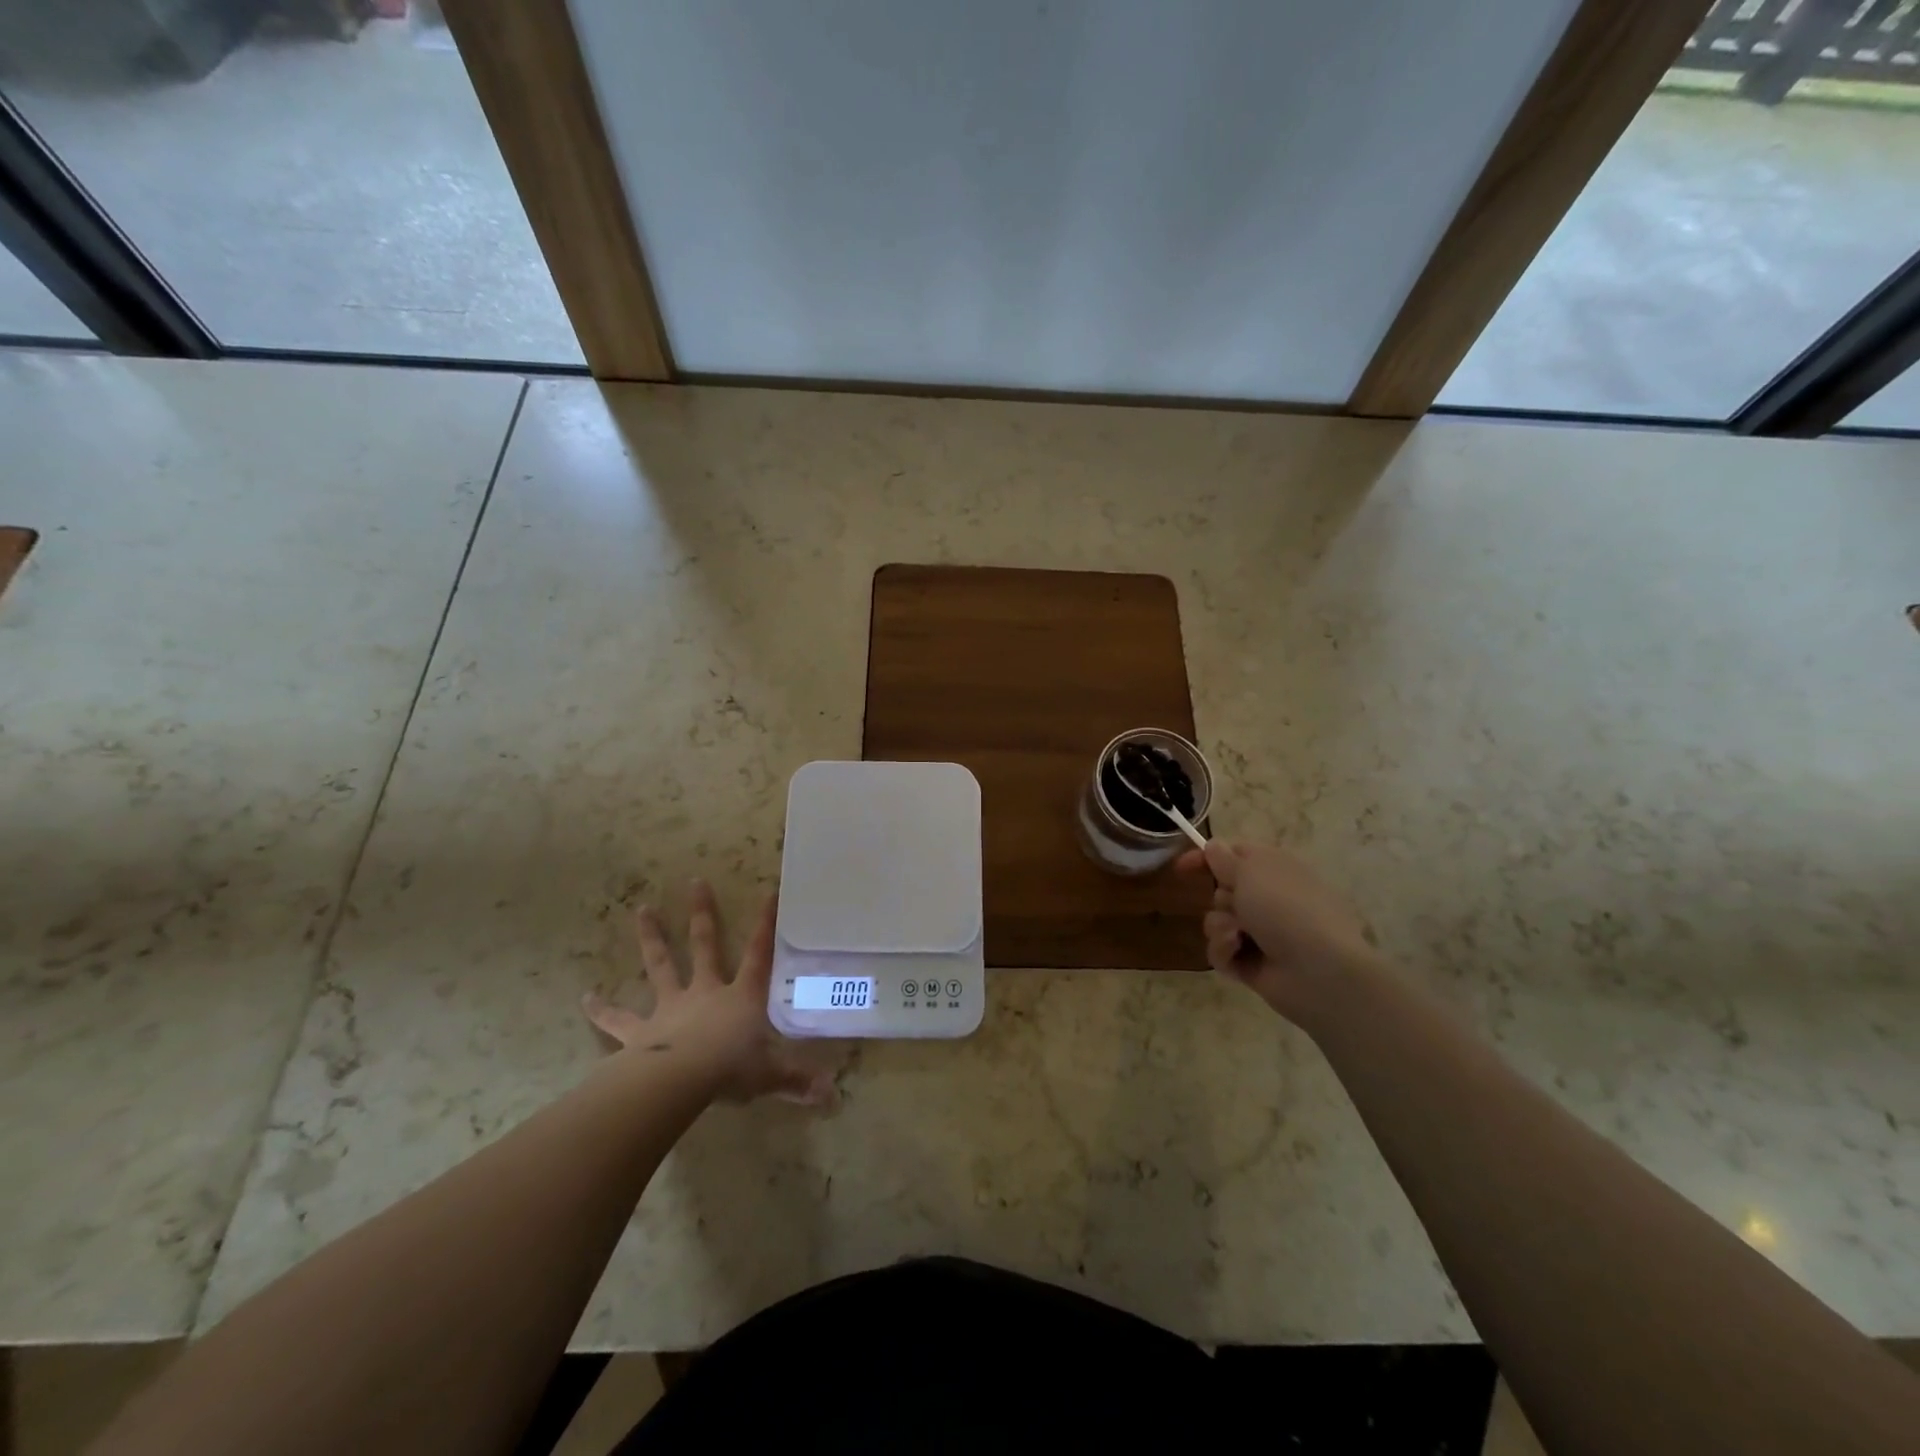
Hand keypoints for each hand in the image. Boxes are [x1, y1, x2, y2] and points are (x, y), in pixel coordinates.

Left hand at [582, 880, 834, 1105]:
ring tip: (642, 909)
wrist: (678, 1082)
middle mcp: (706, 992)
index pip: (759, 954)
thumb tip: (832, 1096)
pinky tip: (584, 998)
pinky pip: (619, 1019)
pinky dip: (602, 1009)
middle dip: (701, 914)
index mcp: (741, 997)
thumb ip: (798, 1081)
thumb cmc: (730, 1070)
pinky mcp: (640, 1031)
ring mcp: (670, 1008)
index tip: (770, 893)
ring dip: (652, 937)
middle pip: (705, 945)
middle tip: (694, 882)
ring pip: (661, 965)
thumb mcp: (771, 1075)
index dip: (766, 925)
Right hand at [1177, 841, 1379, 1020]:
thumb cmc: (1286, 909)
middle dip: (1221, 897)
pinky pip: (1220, 950)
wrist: (1319, 970)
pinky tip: (1237, 953)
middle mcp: (1269, 899)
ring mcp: (1262, 933)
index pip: (1235, 855)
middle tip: (1237, 904)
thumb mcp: (1251, 871)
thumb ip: (1224, 858)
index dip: (1207, 858)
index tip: (1182, 867)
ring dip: (1220, 926)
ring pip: (1217, 921)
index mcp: (1276, 870)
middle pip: (1222, 890)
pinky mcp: (1251, 964)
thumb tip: (1213, 846)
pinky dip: (1225, 950)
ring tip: (1238, 936)